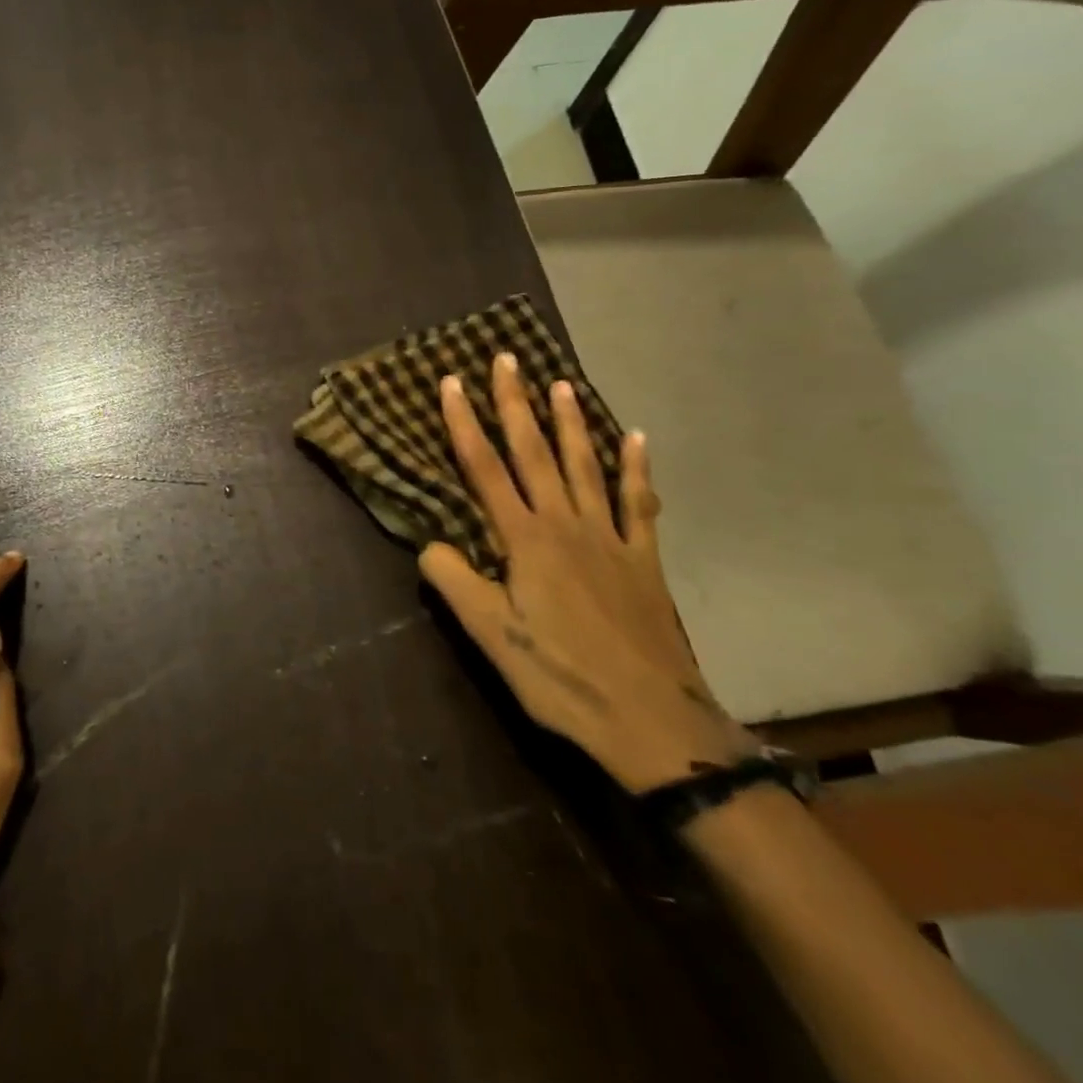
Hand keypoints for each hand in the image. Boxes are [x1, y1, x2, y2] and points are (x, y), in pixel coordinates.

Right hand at [418, 354, 756, 791]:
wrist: (652, 723)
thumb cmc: (561, 678)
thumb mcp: (491, 636)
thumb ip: (455, 582)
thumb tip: (431, 543)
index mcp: (525, 540)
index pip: (485, 469)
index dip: (465, 423)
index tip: (452, 382)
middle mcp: (567, 525)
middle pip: (535, 453)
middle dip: (517, 404)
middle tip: (508, 359)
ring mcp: (611, 540)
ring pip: (585, 467)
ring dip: (571, 423)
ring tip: (562, 383)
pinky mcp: (643, 562)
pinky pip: (640, 505)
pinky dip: (637, 470)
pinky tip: (637, 439)